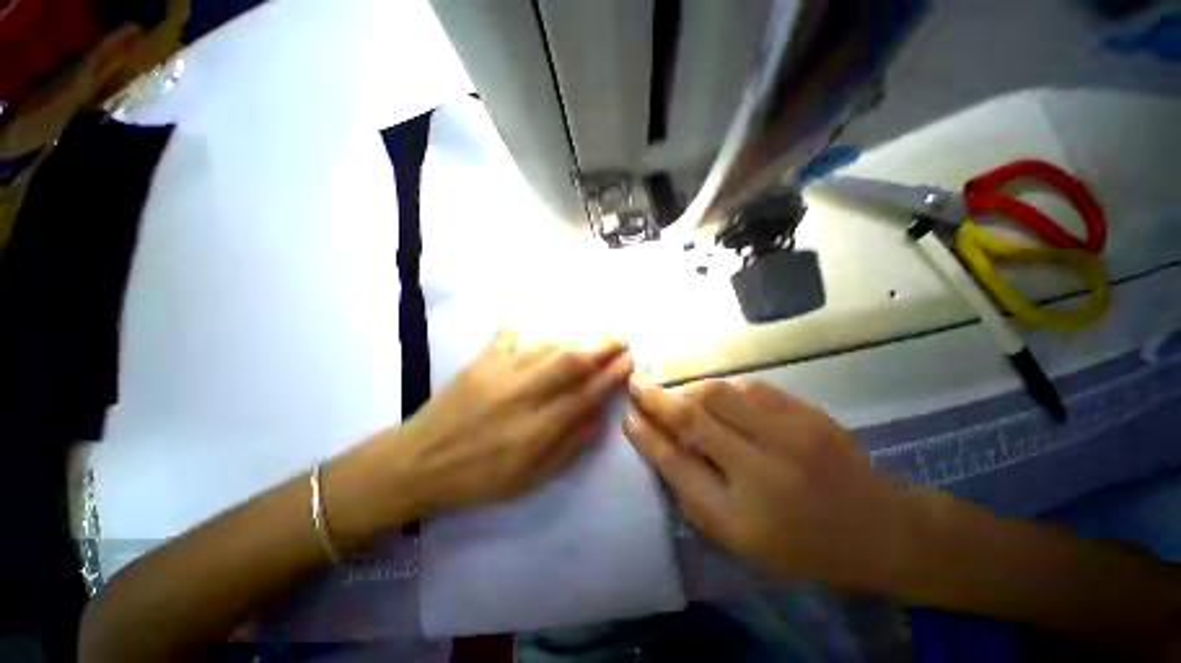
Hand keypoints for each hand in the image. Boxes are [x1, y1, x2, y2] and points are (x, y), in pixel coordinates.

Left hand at [388, 329, 632, 512]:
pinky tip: (538, 324)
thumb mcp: (530, 478)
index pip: (585, 394)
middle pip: (570, 362)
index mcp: (536, 429)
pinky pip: (508, 337)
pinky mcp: (479, 362)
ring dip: (576, 337)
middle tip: (621, 337)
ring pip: (547, 346)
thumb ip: (569, 447)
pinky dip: (526, 328)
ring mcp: (499, 373)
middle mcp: (522, 395)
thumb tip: (600, 418)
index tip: (628, 362)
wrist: (418, 462)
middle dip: (601, 346)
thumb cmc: (479, 477)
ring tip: (595, 333)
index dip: (611, 376)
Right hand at [623, 377, 916, 590]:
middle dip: (659, 397)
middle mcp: (767, 465)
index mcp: (746, 512)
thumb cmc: (799, 543)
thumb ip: (692, 488)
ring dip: (690, 389)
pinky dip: (724, 388)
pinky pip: (751, 386)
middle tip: (637, 385)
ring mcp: (792, 431)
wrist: (878, 528)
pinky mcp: (808, 411)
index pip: (678, 462)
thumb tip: (657, 442)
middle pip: (697, 414)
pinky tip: (719, 398)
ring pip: (721, 392)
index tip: (627, 415)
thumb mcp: (736, 535)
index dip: (647, 436)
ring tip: (677, 395)